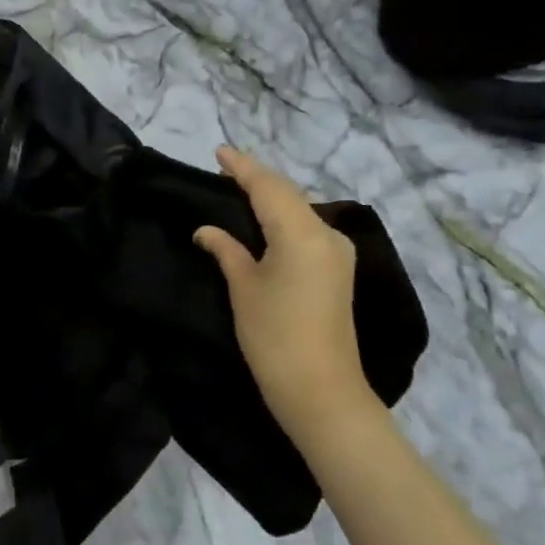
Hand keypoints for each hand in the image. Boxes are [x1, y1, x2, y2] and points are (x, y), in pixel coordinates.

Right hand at [195, 146, 380, 440]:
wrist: (322, 392)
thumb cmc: (274, 336)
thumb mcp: (243, 288)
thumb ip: (226, 249)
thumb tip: (206, 230)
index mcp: (301, 232)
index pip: (267, 187)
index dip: (242, 167)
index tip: (218, 151)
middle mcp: (326, 233)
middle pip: (288, 194)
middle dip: (257, 178)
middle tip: (226, 168)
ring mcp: (337, 252)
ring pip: (300, 210)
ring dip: (272, 196)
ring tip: (241, 188)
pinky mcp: (338, 270)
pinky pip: (307, 228)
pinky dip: (284, 217)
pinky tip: (266, 220)